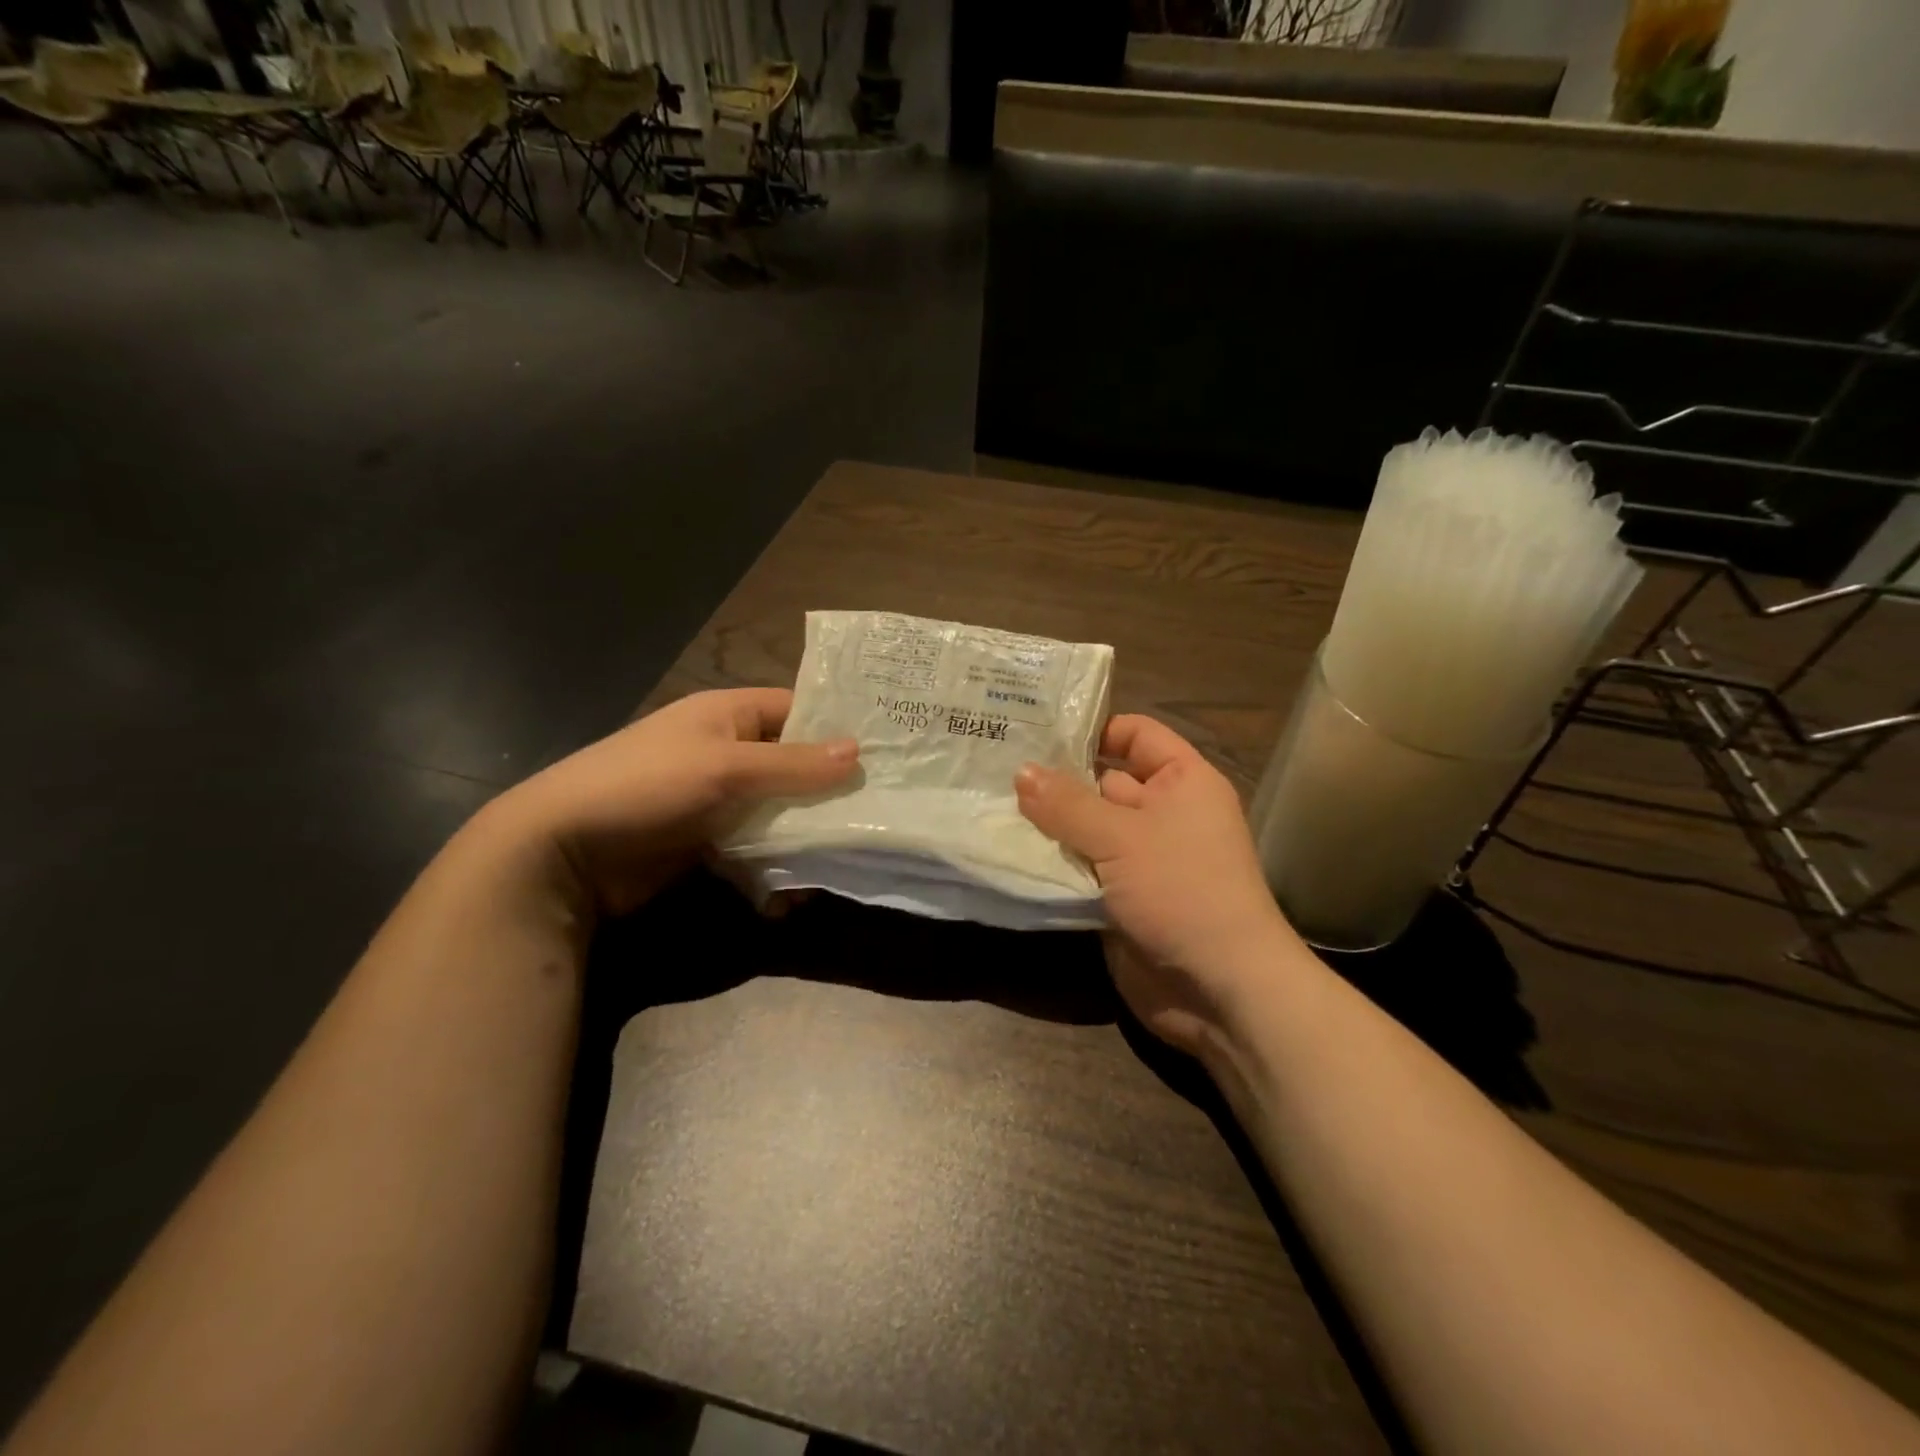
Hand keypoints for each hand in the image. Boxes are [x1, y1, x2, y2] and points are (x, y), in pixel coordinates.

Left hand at [491, 688, 857, 918]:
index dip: (837, 726)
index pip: (796, 709)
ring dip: (808, 835)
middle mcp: (727, 753)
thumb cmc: (647, 786)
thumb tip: (858, 752)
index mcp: (727, 715)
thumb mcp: (725, 768)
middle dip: (830, 789)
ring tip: (850, 857)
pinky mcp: (708, 844)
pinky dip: (777, 868)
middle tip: (882, 809)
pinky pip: (757, 849)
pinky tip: (796, 894)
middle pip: (793, 765)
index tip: (886, 748)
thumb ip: (793, 764)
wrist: (563, 853)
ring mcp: (717, 801)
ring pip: (780, 812)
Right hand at [1016, 715, 1302, 1054]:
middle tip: (993, 769)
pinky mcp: (1118, 898)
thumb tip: (1021, 771)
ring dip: (1046, 826)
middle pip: (1101, 782)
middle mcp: (1162, 813)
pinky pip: (1079, 870)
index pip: (1135, 735)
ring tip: (988, 806)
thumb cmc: (1183, 891)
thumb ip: (1067, 804)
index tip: (1036, 732)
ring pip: (1084, 829)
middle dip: (1053, 780)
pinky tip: (1005, 853)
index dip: (1092, 729)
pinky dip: (1050, 865)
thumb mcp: (1122, 837)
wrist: (1220, 991)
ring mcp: (1139, 859)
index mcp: (1182, 782)